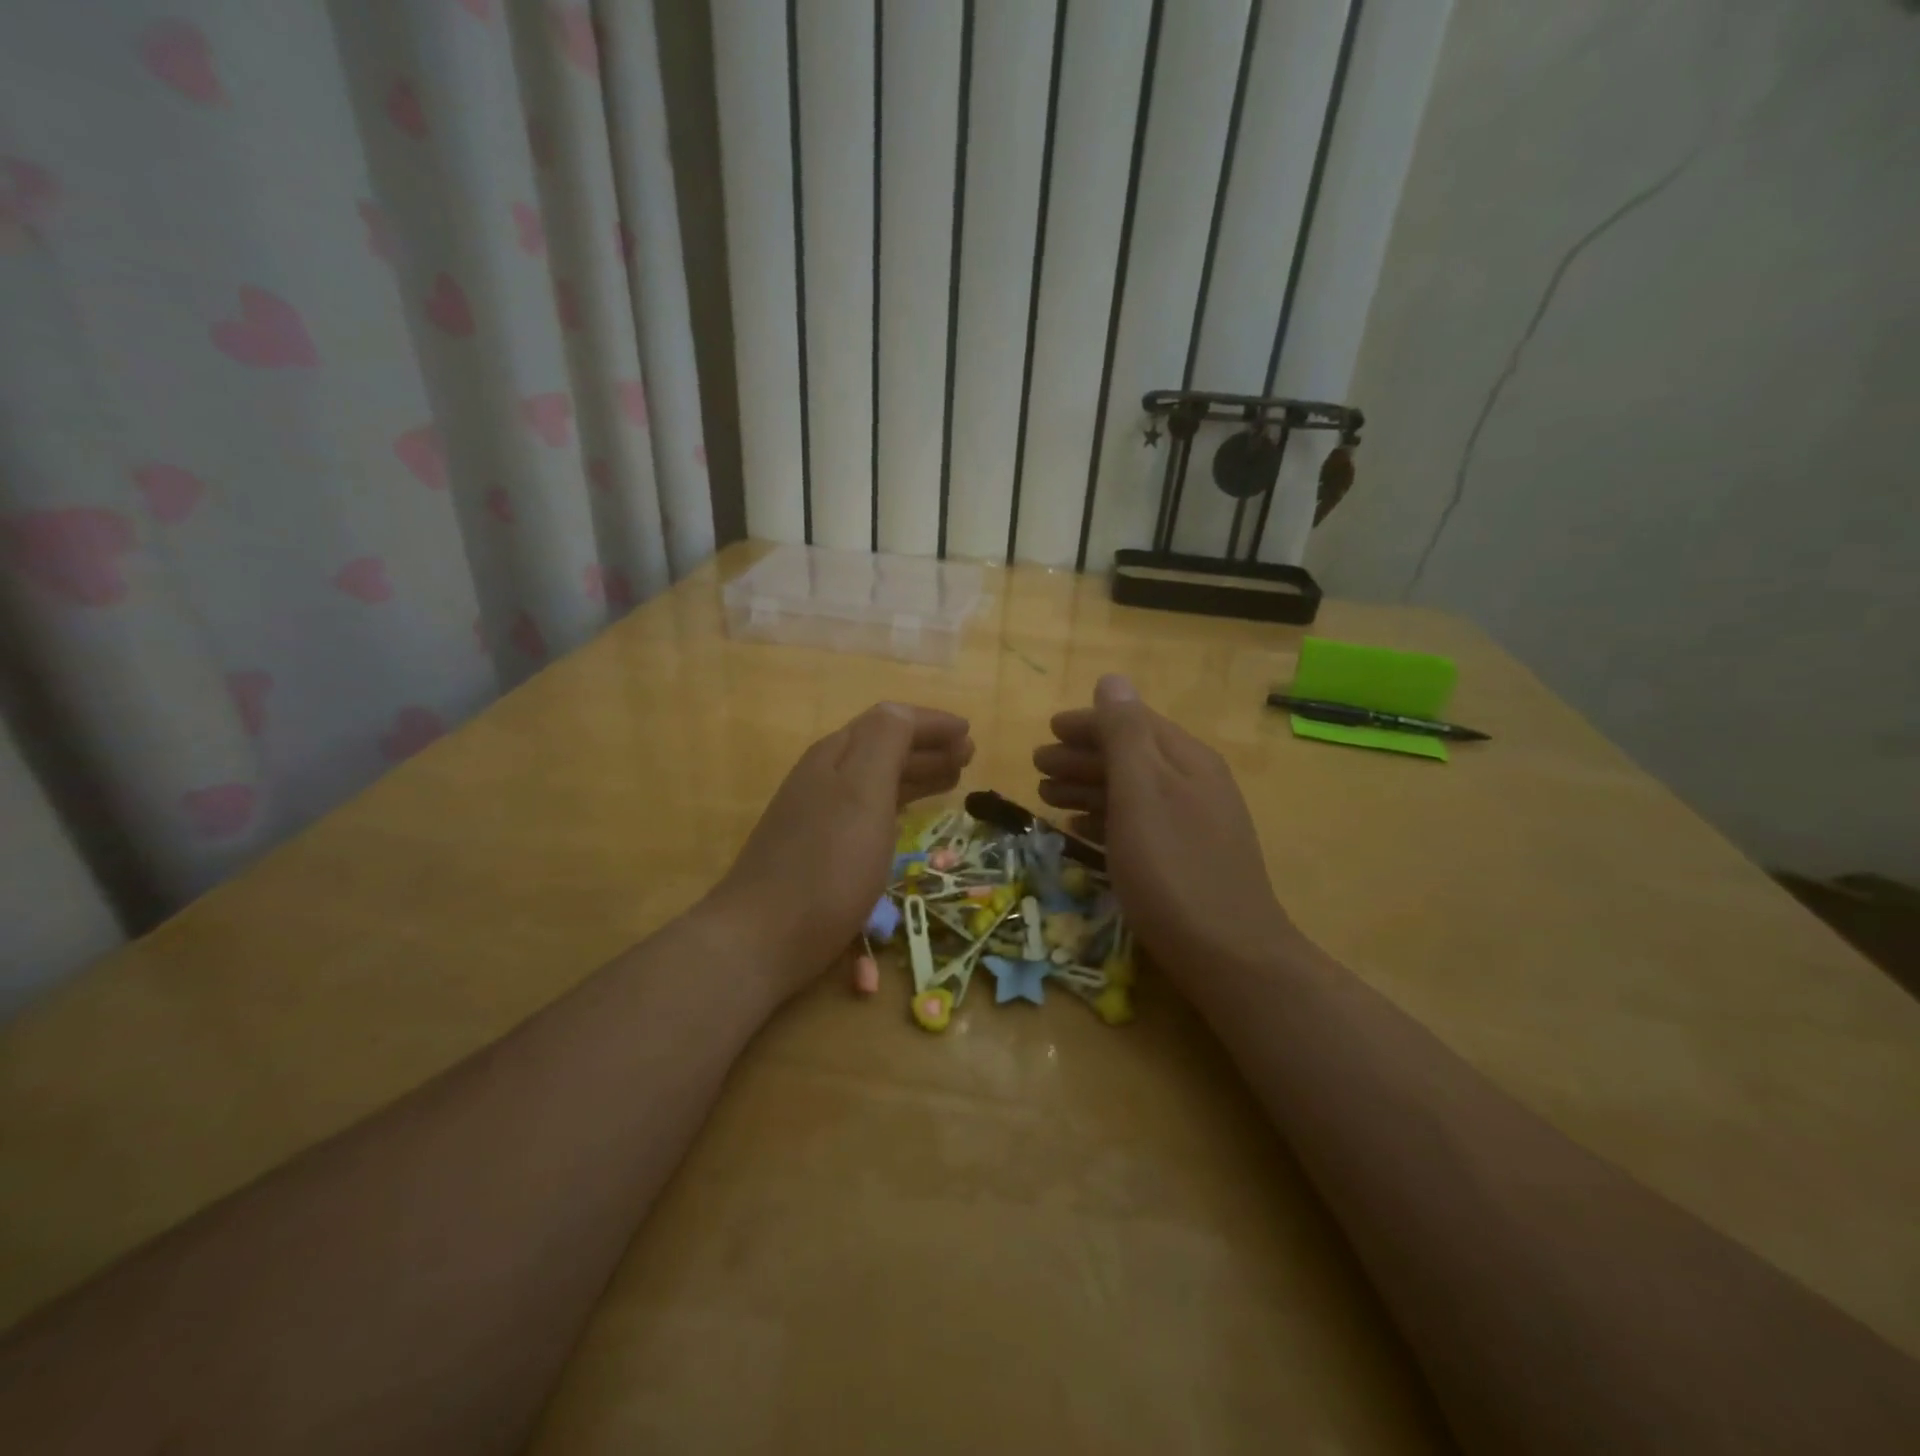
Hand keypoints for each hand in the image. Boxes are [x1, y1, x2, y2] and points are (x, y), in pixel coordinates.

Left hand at [708, 703, 972, 1001]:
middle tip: (968, 757)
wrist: (763, 936)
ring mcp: (818, 813)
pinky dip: (898, 802)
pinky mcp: (818, 848)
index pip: (890, 721)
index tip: (969, 731)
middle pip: (883, 747)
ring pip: (876, 778)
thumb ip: (885, 742)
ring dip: (916, 773)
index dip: (931, 723)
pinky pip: (868, 809)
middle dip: (928, 746)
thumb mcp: (863, 792)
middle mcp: (824, 776)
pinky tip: (909, 817)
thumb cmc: (827, 864)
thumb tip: (904, 712)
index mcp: (837, 755)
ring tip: (953, 780)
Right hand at [1033, 675, 1295, 985]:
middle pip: (1130, 756)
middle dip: (1081, 756)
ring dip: (1087, 788)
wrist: (1229, 955)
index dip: (1088, 722)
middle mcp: (1193, 783)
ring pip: (1131, 792)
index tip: (1047, 730)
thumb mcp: (1142, 792)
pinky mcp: (1185, 859)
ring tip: (1047, 797)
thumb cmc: (1173, 868)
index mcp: (1185, 760)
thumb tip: (1112, 680)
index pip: (1133, 722)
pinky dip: (1105, 820)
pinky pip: (1137, 825)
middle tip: (1037, 766)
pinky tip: (1080, 831)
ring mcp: (1192, 823)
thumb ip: (1124, 734)